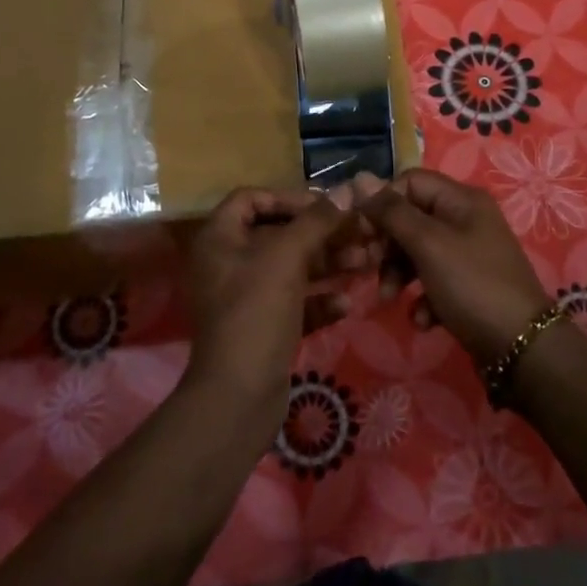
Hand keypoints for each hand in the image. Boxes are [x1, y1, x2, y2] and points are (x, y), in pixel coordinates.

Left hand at [184, 188, 376, 433]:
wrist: (237, 397)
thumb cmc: (256, 312)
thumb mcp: (287, 257)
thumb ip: (318, 220)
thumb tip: (349, 188)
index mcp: (220, 239)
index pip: (252, 199)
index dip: (289, 197)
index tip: (326, 207)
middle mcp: (228, 264)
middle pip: (279, 234)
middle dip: (322, 234)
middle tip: (361, 234)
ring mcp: (245, 299)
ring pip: (292, 269)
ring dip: (328, 264)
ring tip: (366, 263)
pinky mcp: (262, 328)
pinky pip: (294, 303)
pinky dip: (319, 300)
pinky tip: (346, 304)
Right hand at [362, 168, 553, 366]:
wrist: (521, 348)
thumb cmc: (472, 284)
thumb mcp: (428, 244)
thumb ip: (392, 212)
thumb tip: (359, 178)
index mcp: (461, 199)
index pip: (409, 182)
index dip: (382, 202)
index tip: (361, 231)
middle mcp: (466, 220)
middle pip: (411, 217)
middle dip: (387, 244)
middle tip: (369, 266)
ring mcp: (468, 254)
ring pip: (418, 252)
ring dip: (398, 274)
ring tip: (390, 298)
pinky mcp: (468, 286)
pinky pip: (433, 282)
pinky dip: (422, 298)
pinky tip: (423, 319)